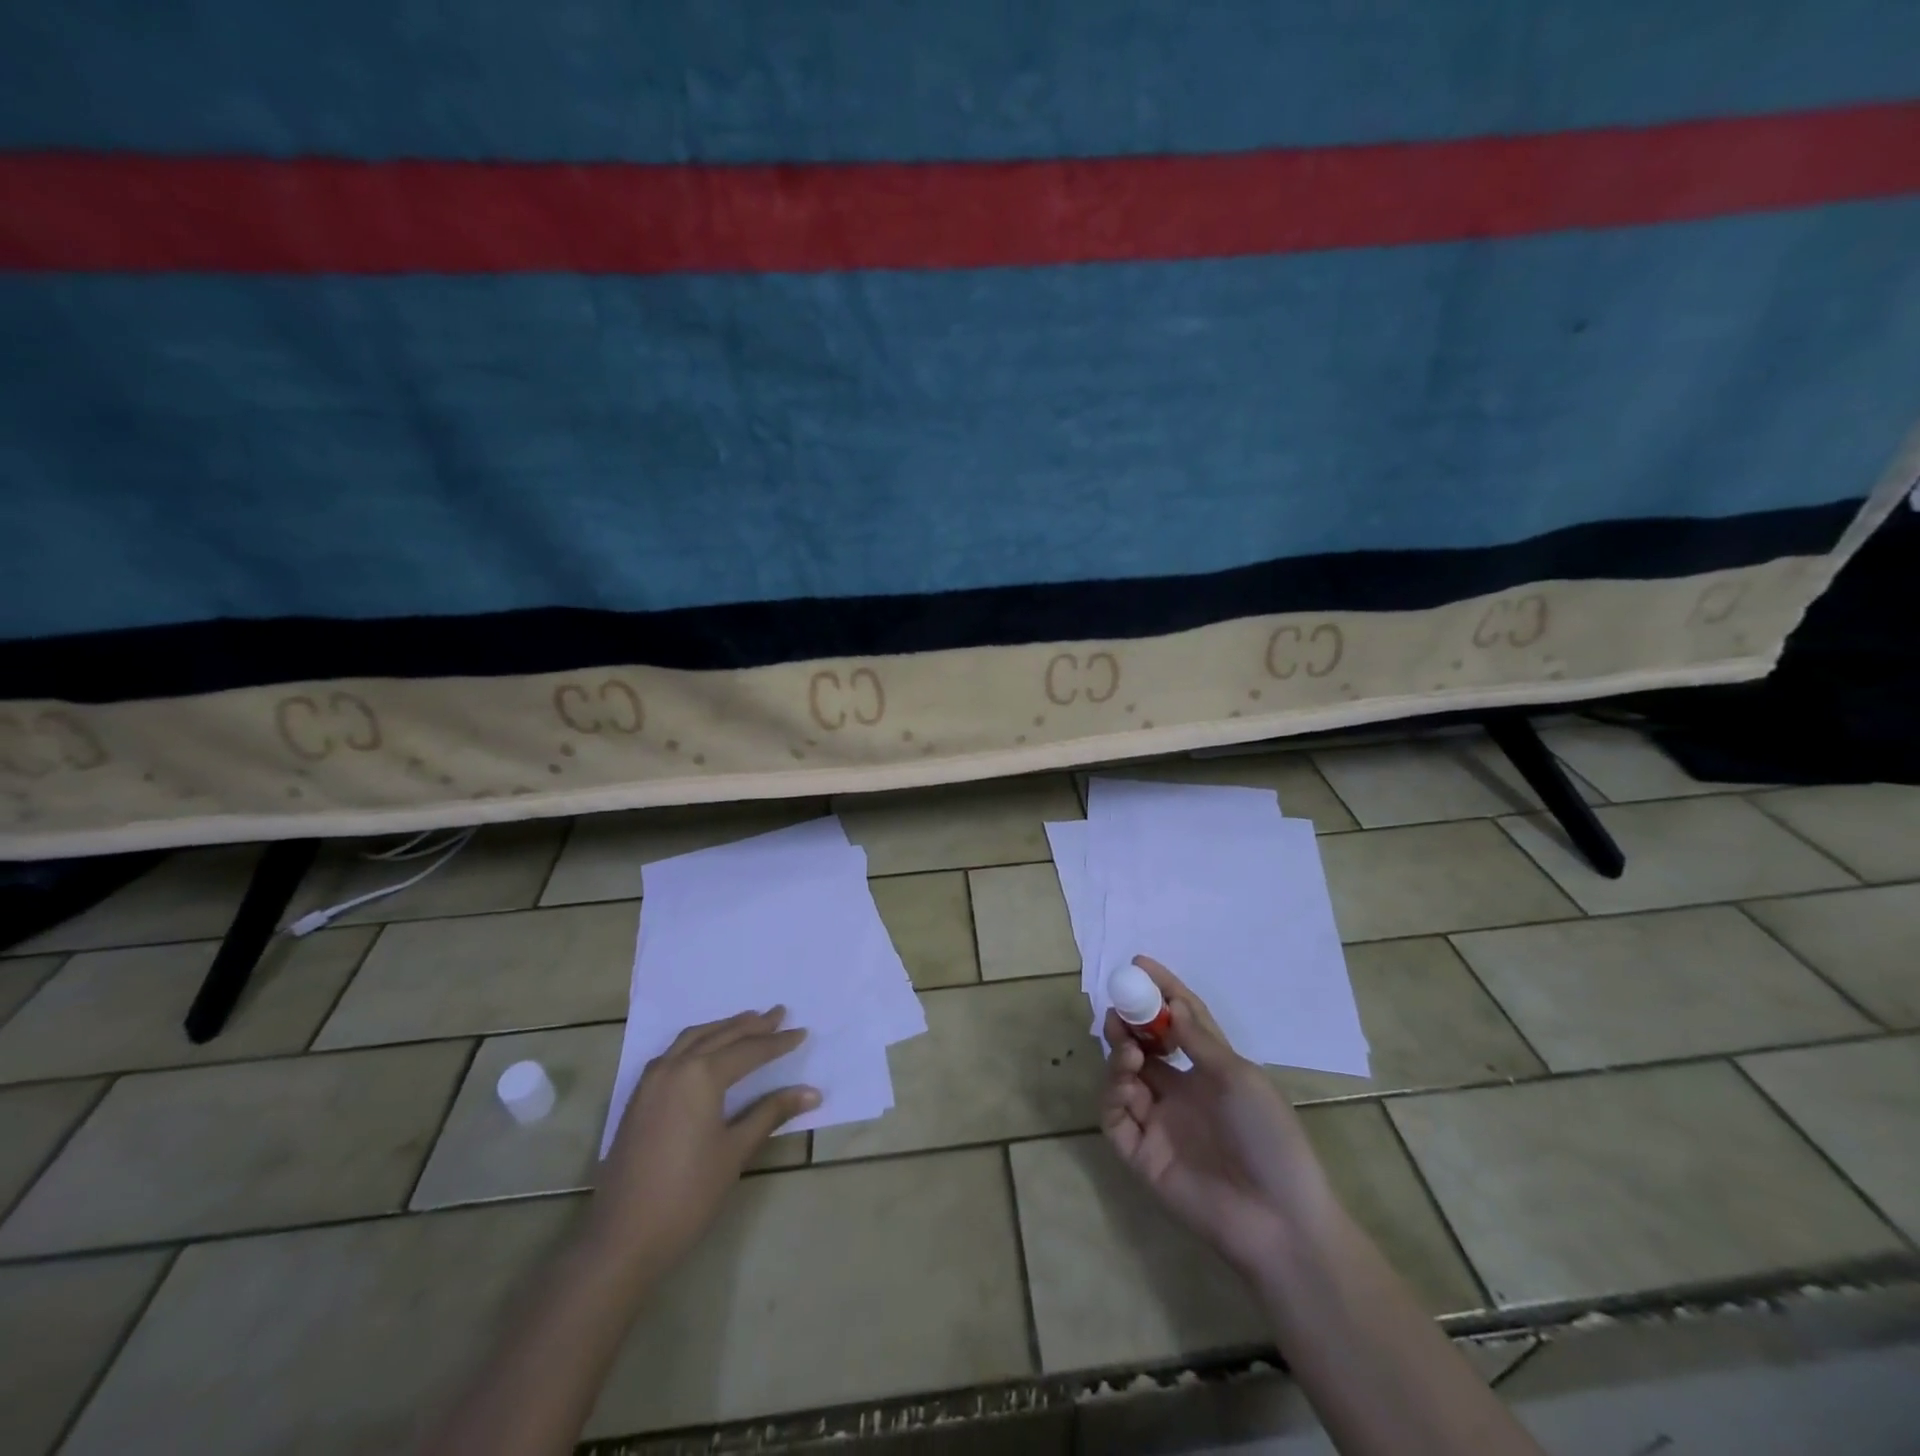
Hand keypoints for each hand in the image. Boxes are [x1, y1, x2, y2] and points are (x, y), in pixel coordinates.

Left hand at [584, 1008, 819, 1290]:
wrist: (621, 1239)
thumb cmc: (687, 1195)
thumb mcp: (735, 1151)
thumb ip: (771, 1113)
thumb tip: (812, 1092)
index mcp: (701, 1075)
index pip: (749, 1050)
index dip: (778, 1043)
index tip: (803, 1032)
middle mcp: (675, 1066)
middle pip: (721, 1036)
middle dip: (753, 1025)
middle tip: (779, 1013)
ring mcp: (652, 1080)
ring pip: (693, 1038)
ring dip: (723, 1028)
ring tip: (748, 1021)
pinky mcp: (639, 1097)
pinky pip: (673, 1052)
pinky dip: (698, 1041)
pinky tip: (706, 1050)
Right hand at [1102, 957, 1330, 1277]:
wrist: (1278, 1219)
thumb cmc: (1270, 1138)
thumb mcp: (1241, 1078)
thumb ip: (1199, 1041)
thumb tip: (1169, 1003)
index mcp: (1209, 1072)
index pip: (1178, 1022)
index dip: (1160, 992)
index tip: (1138, 964)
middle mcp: (1180, 1092)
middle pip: (1142, 1047)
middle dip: (1128, 1024)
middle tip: (1119, 1011)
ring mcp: (1158, 1123)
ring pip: (1123, 1078)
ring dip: (1120, 1055)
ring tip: (1128, 1049)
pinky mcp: (1141, 1155)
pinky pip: (1115, 1117)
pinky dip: (1113, 1094)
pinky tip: (1127, 1084)